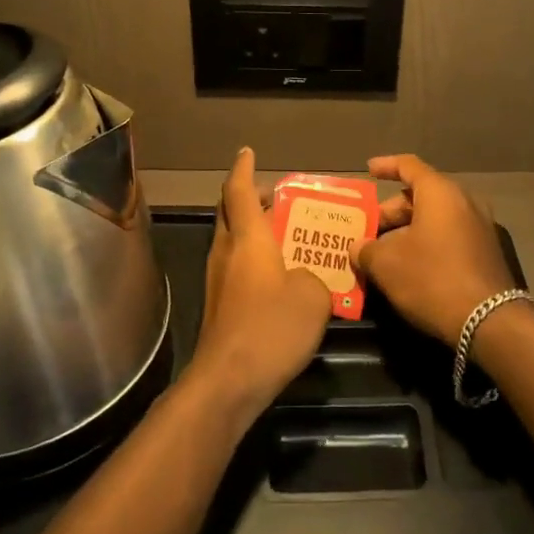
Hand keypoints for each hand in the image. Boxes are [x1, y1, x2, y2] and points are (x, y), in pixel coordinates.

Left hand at [188, 147, 332, 417]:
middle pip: (230, 213)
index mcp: (247, 239)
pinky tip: (281, 277)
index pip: (238, 191)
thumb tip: (306, 276)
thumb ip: (315, 275)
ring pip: (232, 240)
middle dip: (250, 199)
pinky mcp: (220, 305)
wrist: (229, 381)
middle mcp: (226, 252)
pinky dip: (255, 258)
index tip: (247, 152)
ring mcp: (219, 280)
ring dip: (254, 230)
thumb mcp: (313, 296)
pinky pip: (237, 267)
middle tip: (278, 198)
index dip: (243, 169)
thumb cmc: (271, 327)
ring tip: (288, 235)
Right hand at [352, 154, 515, 347]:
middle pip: (421, 195)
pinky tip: (408, 267)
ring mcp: (479, 227)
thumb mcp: (387, 264)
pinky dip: (426, 243)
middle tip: (368, 230)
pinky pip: (448, 236)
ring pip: (435, 218)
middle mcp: (464, 202)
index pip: (409, 166)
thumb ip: (366, 250)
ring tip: (383, 252)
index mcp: (440, 193)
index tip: (368, 170)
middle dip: (391, 211)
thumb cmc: (432, 279)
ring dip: (407, 231)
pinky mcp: (485, 252)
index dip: (386, 166)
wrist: (490, 322)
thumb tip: (359, 247)